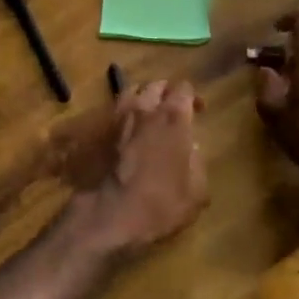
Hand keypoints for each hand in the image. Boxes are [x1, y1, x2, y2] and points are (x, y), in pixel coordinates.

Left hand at [75, 80, 207, 258]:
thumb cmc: (161, 204)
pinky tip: (128, 127)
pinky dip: (124, 112)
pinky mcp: (100, 130)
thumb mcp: (197, 191)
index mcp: (174, 119)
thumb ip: (197, 163)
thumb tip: (190, 149)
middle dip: (167, 92)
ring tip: (149, 112)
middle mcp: (146, 109)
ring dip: (143, 96)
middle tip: (173, 109)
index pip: (184, 89)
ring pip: (132, 91)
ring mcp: (119, 117)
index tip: (198, 111)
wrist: (111, 213)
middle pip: (156, 85)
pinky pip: (115, 109)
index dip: (192, 97)